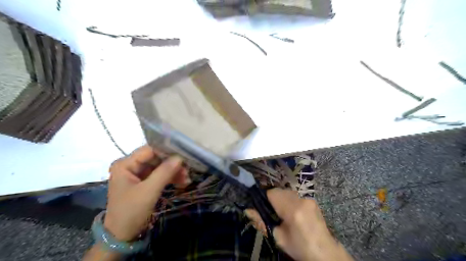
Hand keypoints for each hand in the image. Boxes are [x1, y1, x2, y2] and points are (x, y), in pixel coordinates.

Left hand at [103, 145, 188, 239]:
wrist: (122, 236)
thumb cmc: (131, 211)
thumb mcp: (149, 191)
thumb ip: (164, 172)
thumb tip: (180, 157)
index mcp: (125, 164)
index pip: (149, 150)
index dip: (167, 151)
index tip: (184, 155)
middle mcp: (131, 165)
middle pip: (156, 158)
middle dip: (173, 164)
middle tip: (188, 170)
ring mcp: (137, 174)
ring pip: (160, 167)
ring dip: (174, 172)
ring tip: (187, 178)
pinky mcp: (144, 182)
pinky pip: (160, 175)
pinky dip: (170, 178)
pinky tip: (182, 182)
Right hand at [245, 189, 350, 260]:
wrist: (325, 252)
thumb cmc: (299, 247)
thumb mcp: (278, 237)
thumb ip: (262, 222)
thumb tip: (248, 210)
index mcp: (293, 210)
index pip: (273, 193)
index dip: (265, 198)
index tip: (263, 207)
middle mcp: (301, 200)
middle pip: (280, 191)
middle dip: (274, 199)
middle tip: (273, 213)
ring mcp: (309, 199)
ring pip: (288, 192)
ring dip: (282, 199)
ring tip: (283, 214)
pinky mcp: (312, 201)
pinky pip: (296, 196)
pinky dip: (290, 201)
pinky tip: (293, 213)